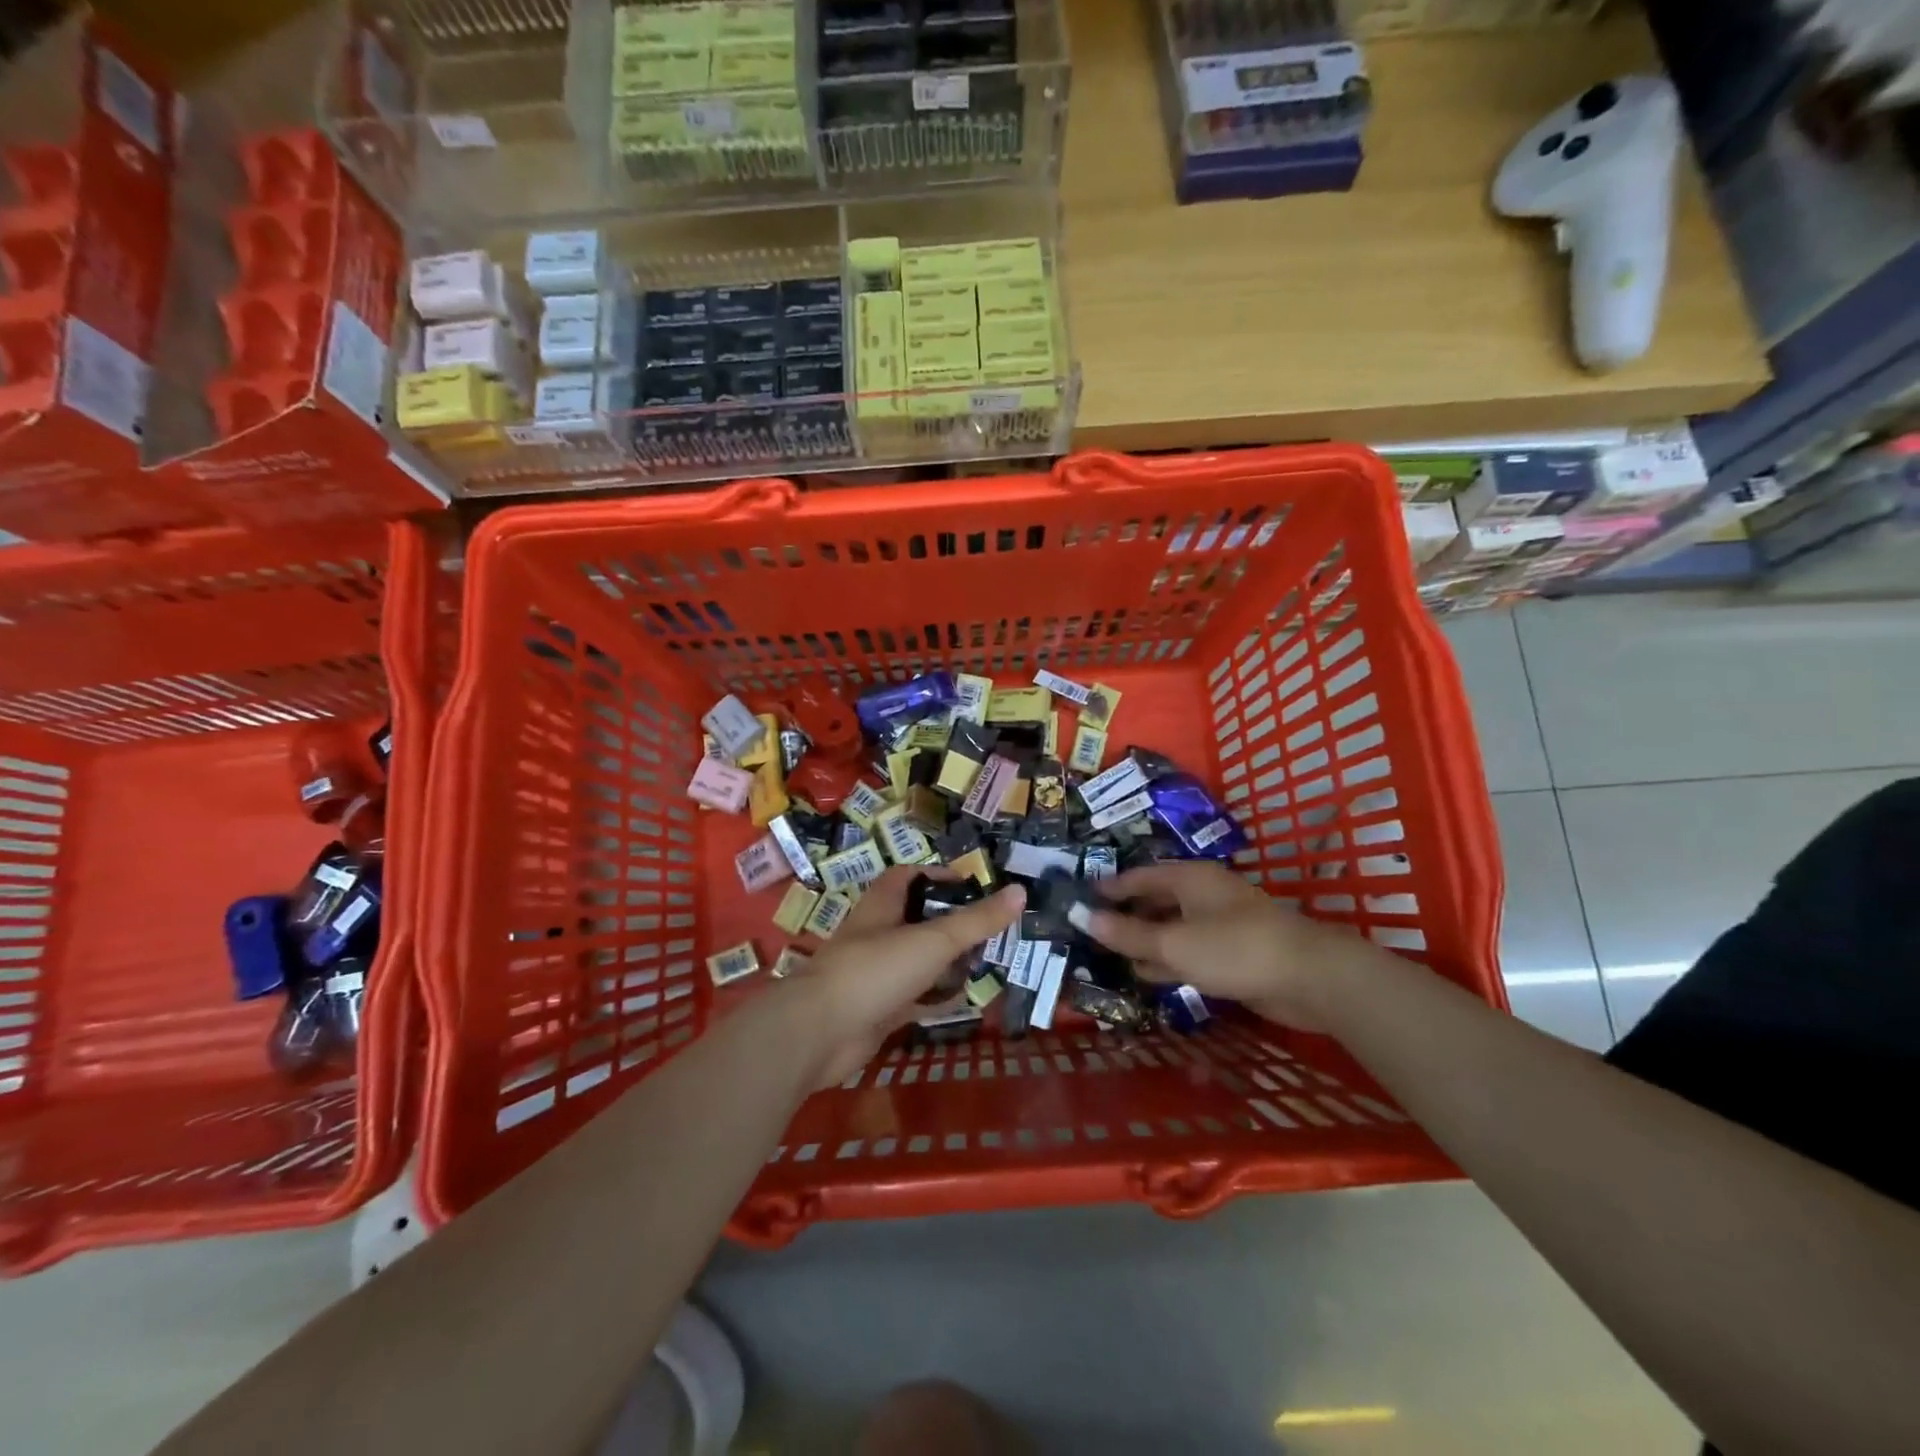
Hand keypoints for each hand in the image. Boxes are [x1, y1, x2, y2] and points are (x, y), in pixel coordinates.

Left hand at [788, 868, 1024, 1087]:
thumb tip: (1020, 892)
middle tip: (990, 931)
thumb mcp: (933, 940)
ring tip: (986, 964)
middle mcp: (877, 934)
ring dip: (946, 963)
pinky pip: (914, 998)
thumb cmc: (876, 970)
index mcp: (882, 905)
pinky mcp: (878, 1009)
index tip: (973, 887)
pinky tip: (964, 1002)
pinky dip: (936, 999)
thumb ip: (977, 921)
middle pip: (917, 919)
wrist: (821, 1033)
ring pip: (918, 960)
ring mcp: (876, 973)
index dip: (938, 876)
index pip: (909, 877)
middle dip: (951, 924)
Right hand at [1080, 861, 1352, 1032]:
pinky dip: (1164, 961)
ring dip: (1142, 941)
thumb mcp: (1173, 942)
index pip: (1139, 876)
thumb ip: (1127, 933)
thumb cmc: (1234, 948)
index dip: (1110, 887)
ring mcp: (1218, 926)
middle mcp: (1202, 896)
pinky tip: (1142, 974)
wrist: (1309, 978)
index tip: (1080, 898)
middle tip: (1088, 930)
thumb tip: (1081, 916)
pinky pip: (1187, 953)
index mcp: (1189, 878)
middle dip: (1124, 915)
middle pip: (1154, 901)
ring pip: (1170, 929)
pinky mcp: (1231, 956)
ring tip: (1106, 954)